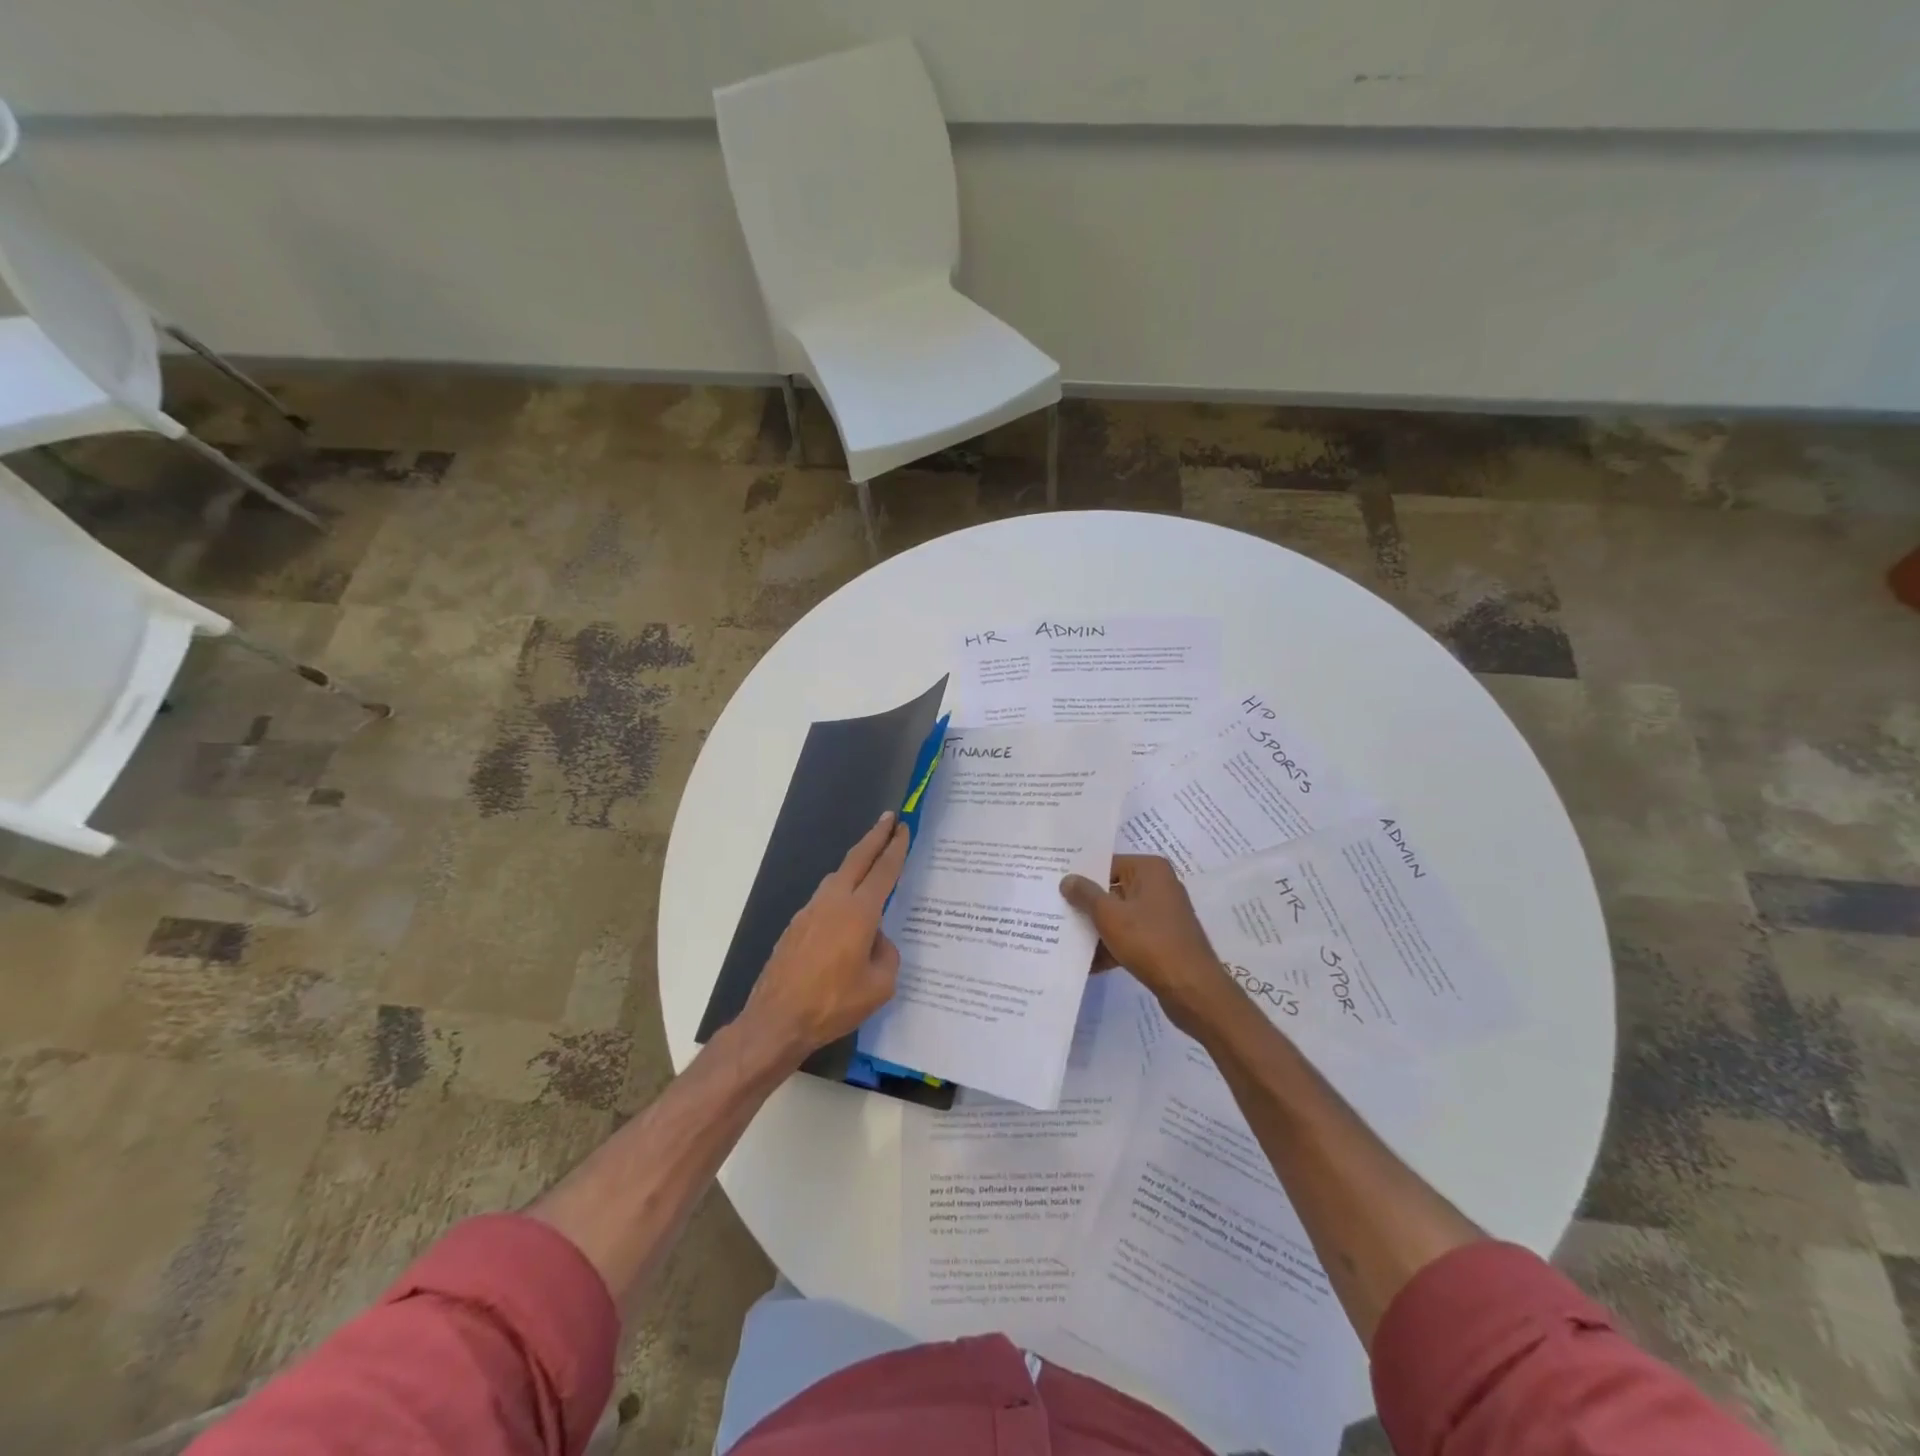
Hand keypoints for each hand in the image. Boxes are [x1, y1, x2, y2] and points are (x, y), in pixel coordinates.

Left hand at [743, 812, 911, 1064]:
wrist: (777, 1020)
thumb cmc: (833, 1004)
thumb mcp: (880, 986)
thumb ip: (887, 955)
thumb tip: (877, 940)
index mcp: (859, 912)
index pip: (883, 871)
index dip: (895, 848)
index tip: (903, 827)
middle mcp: (833, 902)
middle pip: (857, 859)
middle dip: (875, 836)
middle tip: (889, 818)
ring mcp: (810, 911)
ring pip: (838, 877)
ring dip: (856, 863)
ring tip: (870, 862)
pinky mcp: (796, 926)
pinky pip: (825, 899)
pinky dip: (841, 891)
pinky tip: (846, 910)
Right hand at [1060, 855, 1231, 1034]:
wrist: (1191, 989)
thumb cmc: (1150, 942)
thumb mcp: (1109, 915)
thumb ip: (1085, 895)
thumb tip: (1067, 879)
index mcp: (1150, 870)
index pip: (1107, 864)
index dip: (1081, 876)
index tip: (1055, 886)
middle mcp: (1158, 886)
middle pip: (1112, 890)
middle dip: (1086, 905)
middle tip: (1054, 910)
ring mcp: (1161, 914)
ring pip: (1119, 915)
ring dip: (1096, 930)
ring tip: (1064, 939)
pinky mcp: (1161, 939)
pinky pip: (1129, 936)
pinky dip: (1111, 947)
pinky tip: (1087, 964)